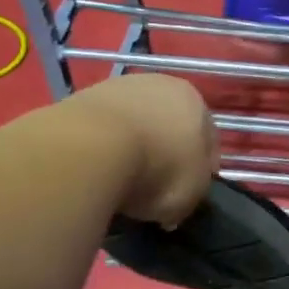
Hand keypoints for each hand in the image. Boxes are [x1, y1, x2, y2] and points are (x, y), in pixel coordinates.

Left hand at [79, 74, 217, 226]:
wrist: (89, 150)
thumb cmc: (157, 168)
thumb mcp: (192, 193)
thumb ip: (192, 192)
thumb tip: (175, 203)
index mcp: (196, 101)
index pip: (207, 139)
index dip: (201, 169)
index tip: (188, 194)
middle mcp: (160, 85)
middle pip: (169, 126)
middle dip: (165, 153)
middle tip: (155, 188)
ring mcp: (118, 88)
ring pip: (134, 125)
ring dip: (132, 149)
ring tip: (120, 182)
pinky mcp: (81, 98)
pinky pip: (102, 130)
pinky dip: (103, 149)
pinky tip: (96, 171)